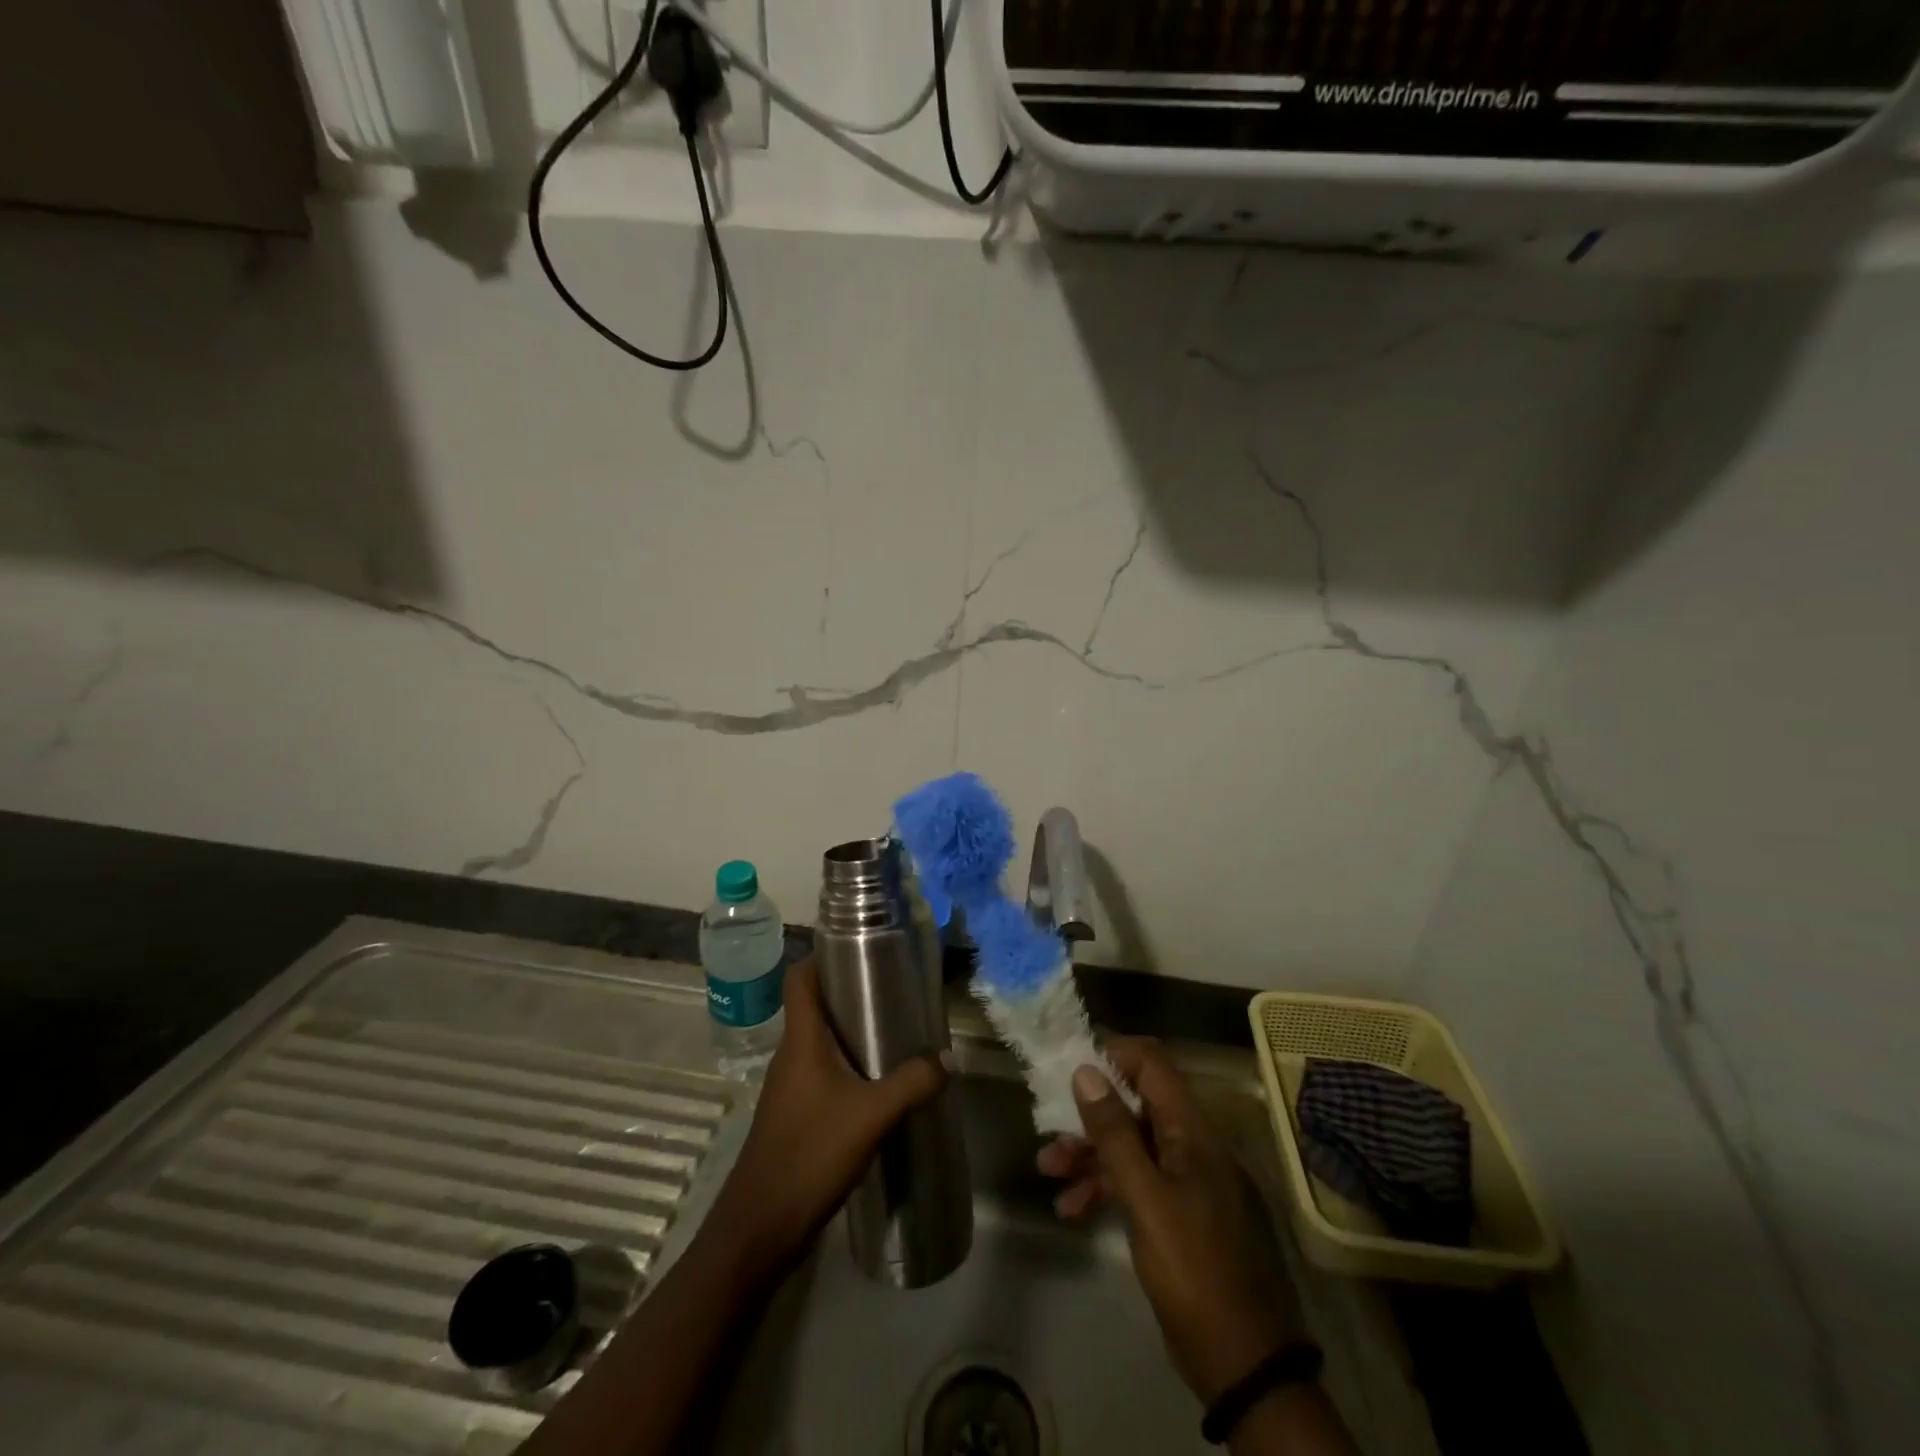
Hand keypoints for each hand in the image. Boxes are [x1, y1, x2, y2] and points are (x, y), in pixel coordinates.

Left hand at [705, 959, 949, 1282]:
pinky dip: (847, 1065)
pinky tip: (877, 1082)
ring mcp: (789, 1086)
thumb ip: (913, 1082)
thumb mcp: (872, 1115)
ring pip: (820, 1041)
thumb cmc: (810, 1155)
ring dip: (850, 1032)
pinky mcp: (794, 1113)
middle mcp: (791, 1054)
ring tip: (893, 1031)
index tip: (859, 947)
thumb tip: (951, 1057)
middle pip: (814, 1006)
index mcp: (801, 1040)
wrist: (760, 1227)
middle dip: (850, 993)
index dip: (823, 956)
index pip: (800, 979)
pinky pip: (822, 1071)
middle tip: (893, 989)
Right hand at [1038, 1038, 1304, 1403]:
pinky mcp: (1183, 1215)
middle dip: (1089, 1117)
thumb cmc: (1194, 1270)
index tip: (1068, 1067)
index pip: (1152, 1063)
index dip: (1111, 1055)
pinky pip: (1140, 1182)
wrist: (1247, 1365)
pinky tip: (1073, 1209)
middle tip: (1049, 1136)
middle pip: (1135, 1107)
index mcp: (1193, 1131)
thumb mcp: (1146, 1200)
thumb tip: (1086, 1071)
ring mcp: (1190, 1181)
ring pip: (1133, 1146)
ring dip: (1091, 1155)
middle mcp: (1193, 1146)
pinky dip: (1107, 1188)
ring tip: (1049, 1174)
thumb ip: (1114, 1134)